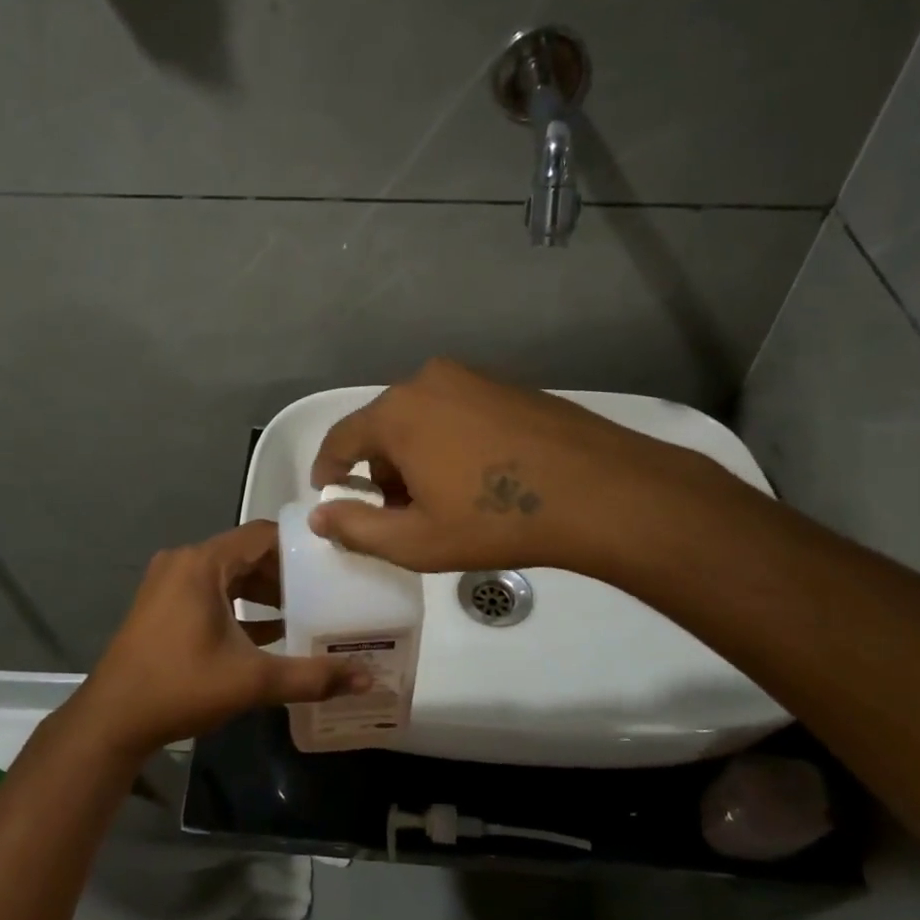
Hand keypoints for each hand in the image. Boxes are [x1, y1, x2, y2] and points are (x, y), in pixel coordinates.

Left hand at [74, 520, 368, 757]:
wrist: (112, 721)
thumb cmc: (181, 687)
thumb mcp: (252, 681)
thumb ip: (311, 676)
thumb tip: (366, 677)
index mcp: (203, 563)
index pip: (262, 534)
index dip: (300, 544)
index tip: (334, 559)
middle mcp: (184, 562)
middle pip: (246, 553)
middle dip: (285, 572)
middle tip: (327, 588)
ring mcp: (169, 582)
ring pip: (229, 574)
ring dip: (263, 590)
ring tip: (306, 609)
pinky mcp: (162, 604)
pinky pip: (211, 591)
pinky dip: (239, 604)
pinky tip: (271, 630)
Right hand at [309, 358, 719, 575]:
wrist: (599, 492)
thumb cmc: (495, 520)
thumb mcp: (417, 541)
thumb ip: (356, 529)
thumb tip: (319, 517)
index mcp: (397, 413)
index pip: (341, 439)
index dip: (328, 470)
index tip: (330, 495)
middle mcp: (427, 381)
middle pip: (383, 428)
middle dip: (380, 471)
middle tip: (399, 513)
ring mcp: (472, 378)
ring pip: (421, 419)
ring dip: (416, 456)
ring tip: (443, 499)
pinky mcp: (507, 385)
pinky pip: (457, 412)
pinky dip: (450, 441)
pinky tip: (479, 477)